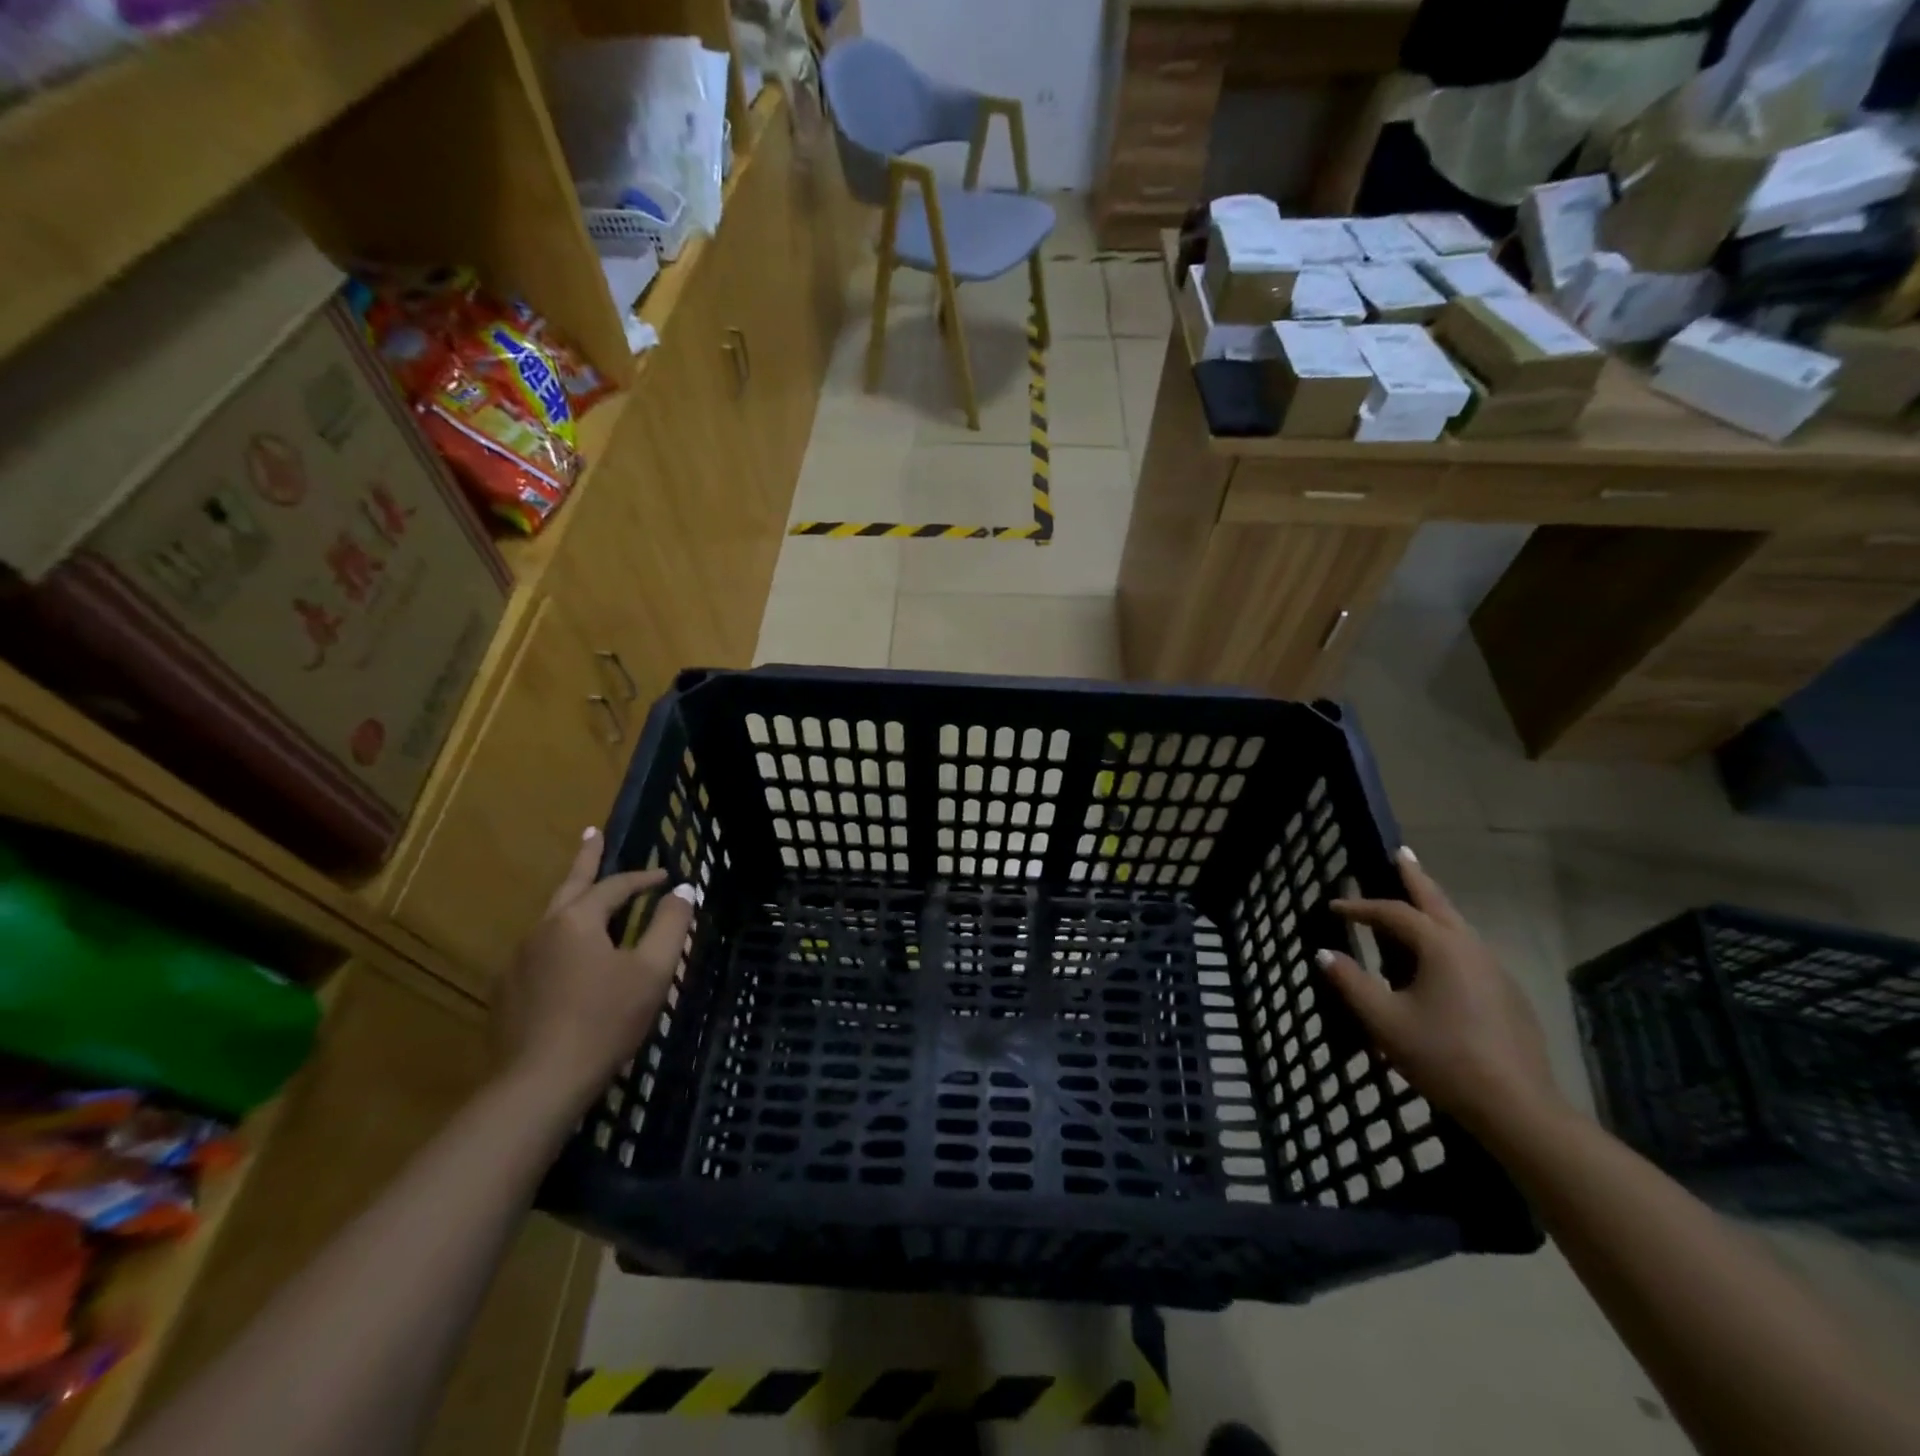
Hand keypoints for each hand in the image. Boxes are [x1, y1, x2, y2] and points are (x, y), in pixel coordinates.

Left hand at [493, 828, 696, 1111]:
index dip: (644, 878)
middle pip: (569, 885)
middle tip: (591, 833)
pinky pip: (539, 950)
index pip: (615, 886)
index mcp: (577, 920)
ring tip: (587, 897)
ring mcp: (518, 961)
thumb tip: (683, 889)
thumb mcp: (653, 971)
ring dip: (573, 901)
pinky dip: (560, 939)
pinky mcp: (507, 992)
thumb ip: (671, 924)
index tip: (666, 876)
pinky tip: (568, 956)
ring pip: (551, 919)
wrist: (540, 1083)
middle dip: (585, 858)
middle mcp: (541, 930)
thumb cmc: (606, 1020)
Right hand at [1318, 847, 1565, 1137]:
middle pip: (1438, 903)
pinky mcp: (1507, 996)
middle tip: (1401, 853)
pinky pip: (1467, 952)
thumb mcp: (1384, 1021)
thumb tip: (1323, 953)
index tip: (1332, 907)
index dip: (1359, 907)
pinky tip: (1435, 959)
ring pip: (1457, 926)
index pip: (1393, 913)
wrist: (1518, 1108)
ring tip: (1415, 901)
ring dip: (1433, 907)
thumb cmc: (1443, 1056)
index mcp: (1441, 947)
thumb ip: (1350, 983)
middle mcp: (1471, 948)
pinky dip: (1445, 938)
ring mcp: (1495, 971)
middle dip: (1416, 877)